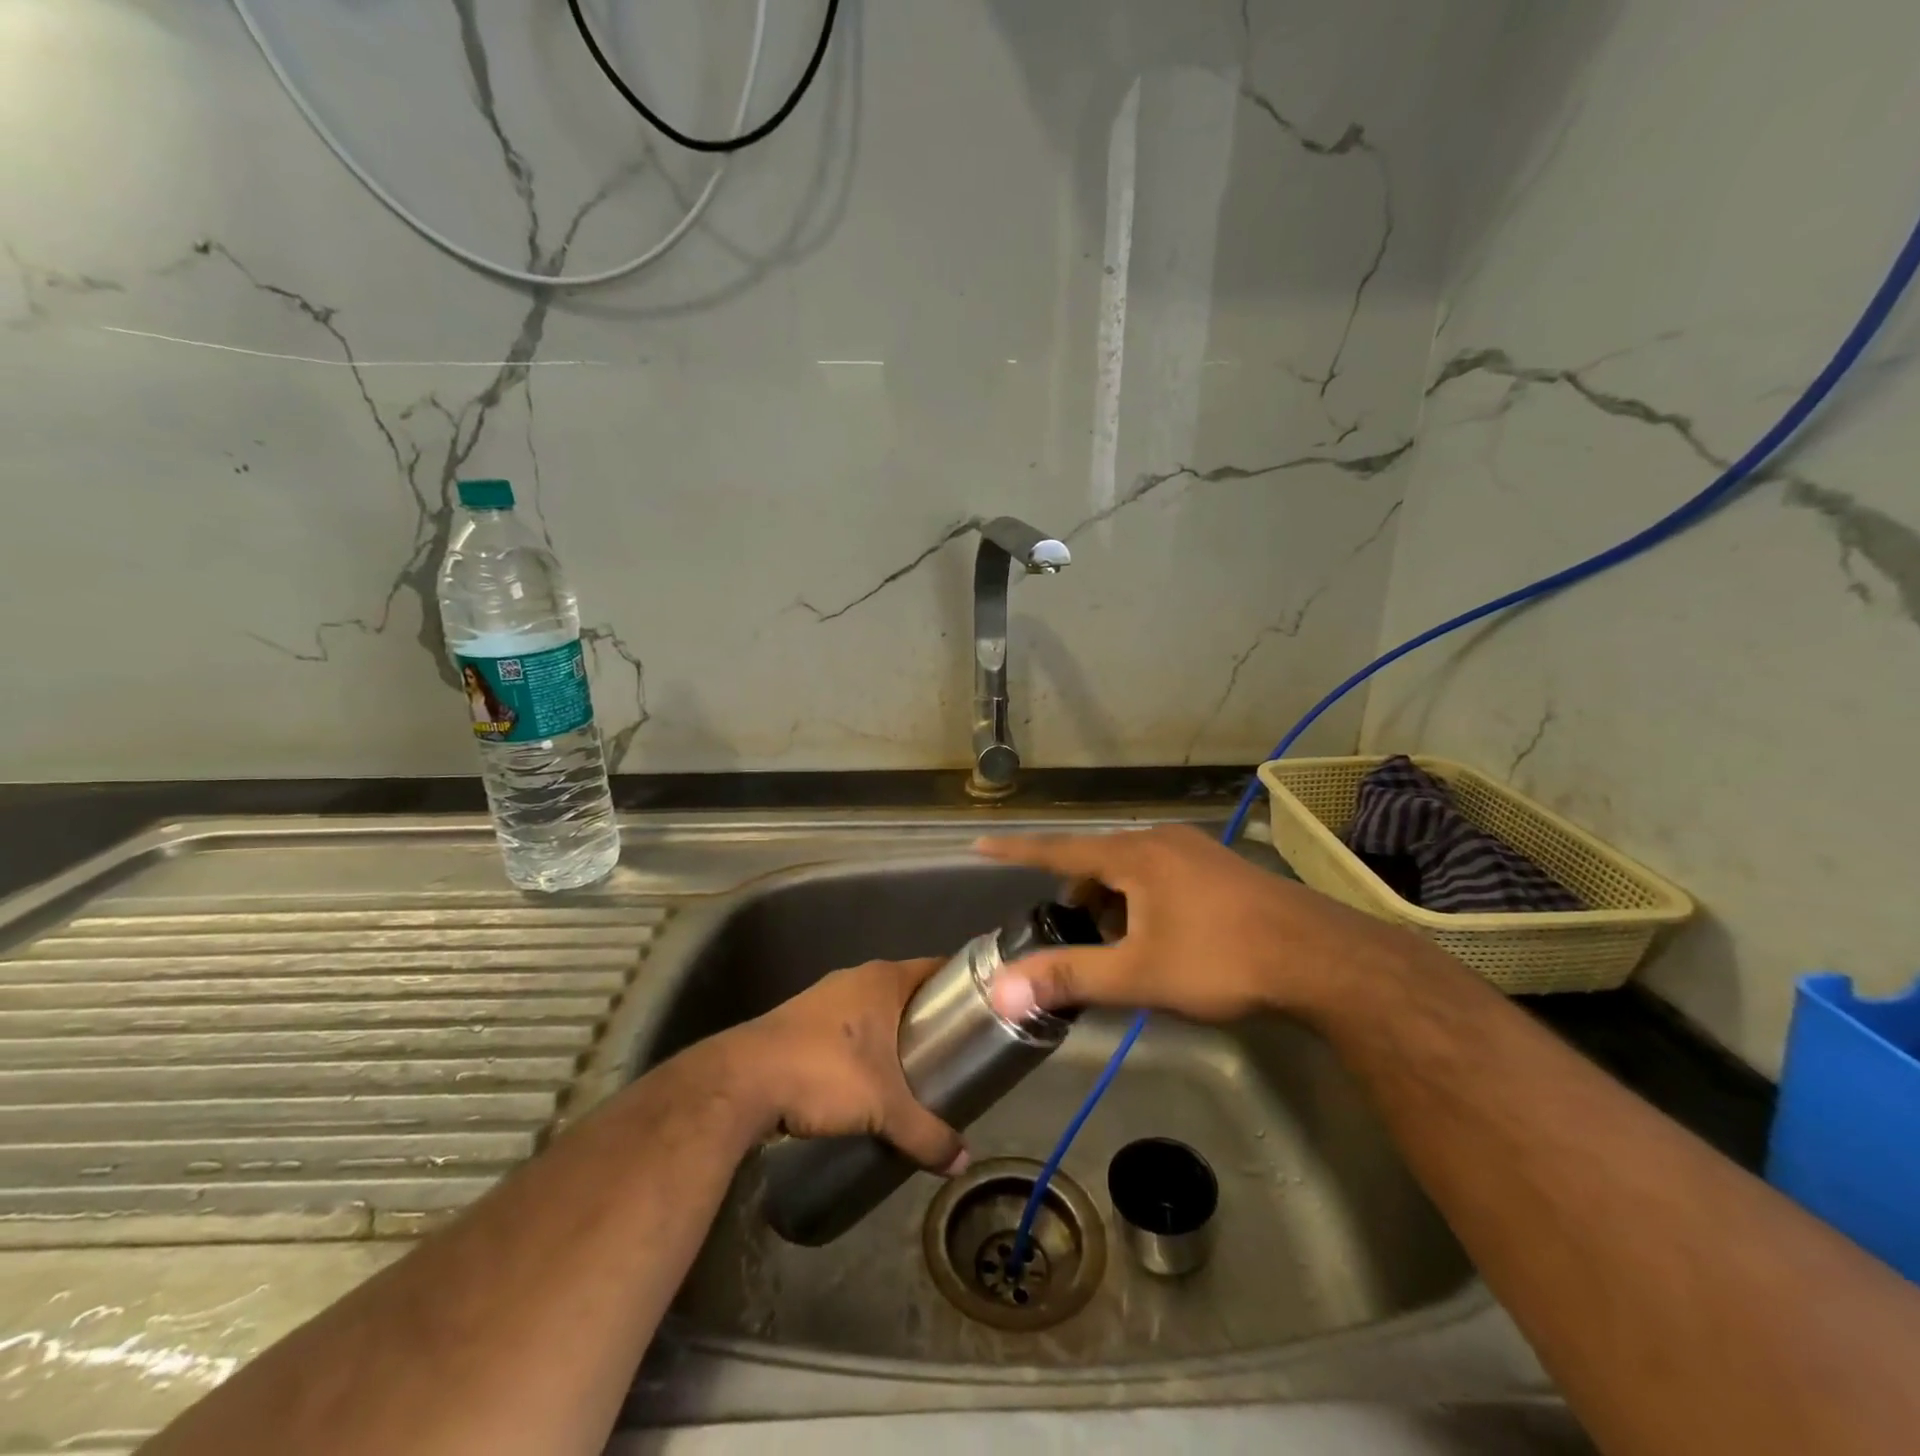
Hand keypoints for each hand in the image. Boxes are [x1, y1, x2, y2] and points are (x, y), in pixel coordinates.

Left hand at [723, 958, 967, 1174]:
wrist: (742, 1082)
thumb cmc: (824, 1073)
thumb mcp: (883, 1108)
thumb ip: (926, 1133)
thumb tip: (961, 1161)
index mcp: (882, 979)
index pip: (935, 969)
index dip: (961, 987)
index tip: (982, 1013)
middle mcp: (855, 978)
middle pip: (906, 990)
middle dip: (929, 1018)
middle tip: (954, 1051)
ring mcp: (824, 997)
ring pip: (873, 1009)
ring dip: (892, 1033)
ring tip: (915, 1070)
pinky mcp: (800, 1021)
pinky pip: (847, 1026)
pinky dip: (863, 1045)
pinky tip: (867, 1078)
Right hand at [976, 824, 1419, 1023]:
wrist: (1320, 958)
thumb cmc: (1220, 960)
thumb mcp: (1138, 974)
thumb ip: (1069, 978)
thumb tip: (1003, 990)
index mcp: (1133, 855)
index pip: (1058, 849)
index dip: (1016, 851)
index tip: (980, 843)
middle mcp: (1159, 840)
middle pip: (1097, 863)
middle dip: (1080, 899)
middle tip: (1079, 940)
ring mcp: (1194, 850)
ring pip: (1132, 870)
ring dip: (1115, 902)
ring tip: (1123, 948)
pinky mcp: (1220, 867)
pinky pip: (1161, 875)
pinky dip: (1145, 900)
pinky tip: (1165, 939)